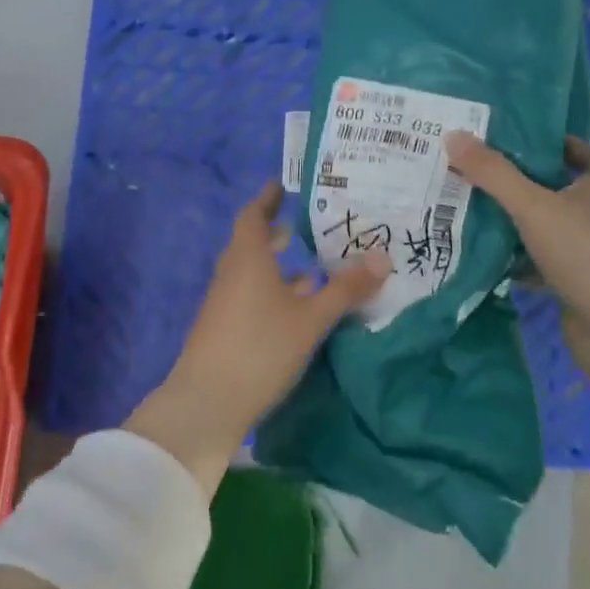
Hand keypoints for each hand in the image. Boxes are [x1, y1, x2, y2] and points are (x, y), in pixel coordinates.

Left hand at [125, 182, 389, 491]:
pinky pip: (250, 296)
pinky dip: (272, 292)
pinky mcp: (224, 329)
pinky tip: (296, 310)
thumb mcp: (312, 318)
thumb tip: (383, 256)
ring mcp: (224, 303)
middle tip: (303, 224)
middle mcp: (231, 273)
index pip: (254, 215)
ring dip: (277, 267)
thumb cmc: (261, 348)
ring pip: (252, 273)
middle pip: (252, 243)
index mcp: (248, 258)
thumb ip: (346, 288)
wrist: (207, 403)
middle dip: (275, 233)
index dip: (267, 199)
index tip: (282, 185)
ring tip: (310, 267)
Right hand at [444, 132, 589, 333]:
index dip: (558, 142)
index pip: (587, 151)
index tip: (518, 139)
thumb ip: (493, 173)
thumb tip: (452, 135)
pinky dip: (519, 260)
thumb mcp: (534, 206)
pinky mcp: (580, 285)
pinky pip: (543, 263)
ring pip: (550, 227)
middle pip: (562, 189)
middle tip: (479, 170)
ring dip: (519, 222)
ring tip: (473, 207)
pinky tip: (486, 256)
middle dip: (525, 181)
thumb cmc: (588, 253)